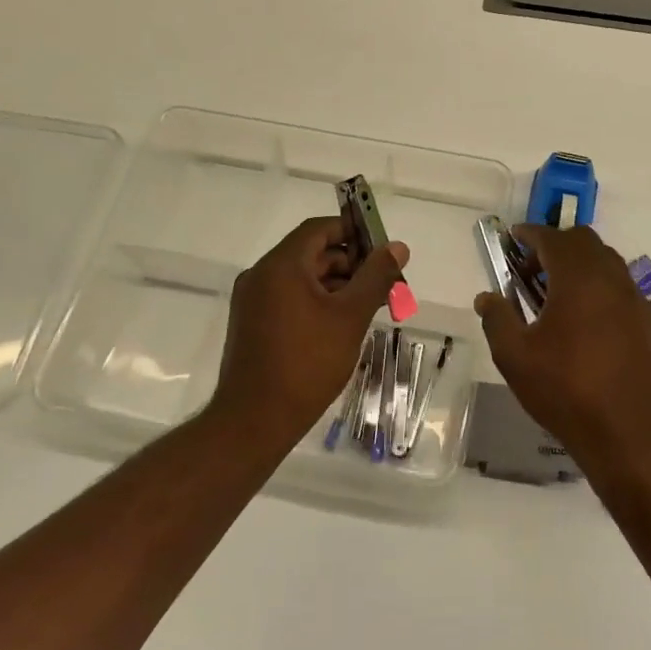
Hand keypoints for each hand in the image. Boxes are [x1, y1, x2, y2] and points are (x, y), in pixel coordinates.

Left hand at [210, 216, 408, 436]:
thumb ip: (376, 277)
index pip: (319, 229)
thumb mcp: (350, 317)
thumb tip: (397, 247)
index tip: (383, 248)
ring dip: (338, 285)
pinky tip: (343, 324)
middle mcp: (261, 275)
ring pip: (302, 278)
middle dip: (351, 263)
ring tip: (371, 307)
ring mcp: (253, 301)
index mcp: (281, 265)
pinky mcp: (253, 324)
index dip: (353, 231)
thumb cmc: (307, 363)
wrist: (255, 420)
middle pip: (312, 253)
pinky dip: (318, 302)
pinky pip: (290, 298)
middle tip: (385, 284)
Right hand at [474, 225, 650, 461]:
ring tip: (556, 294)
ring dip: (580, 264)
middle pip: (584, 241)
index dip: (531, 233)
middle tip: (531, 268)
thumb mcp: (515, 357)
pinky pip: (620, 287)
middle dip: (556, 245)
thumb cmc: (565, 390)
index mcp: (578, 279)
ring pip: (607, 262)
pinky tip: (584, 319)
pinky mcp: (647, 322)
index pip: (553, 239)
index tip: (513, 237)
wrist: (628, 432)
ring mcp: (634, 300)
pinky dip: (599, 286)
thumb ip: (497, 320)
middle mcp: (611, 279)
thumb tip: (487, 297)